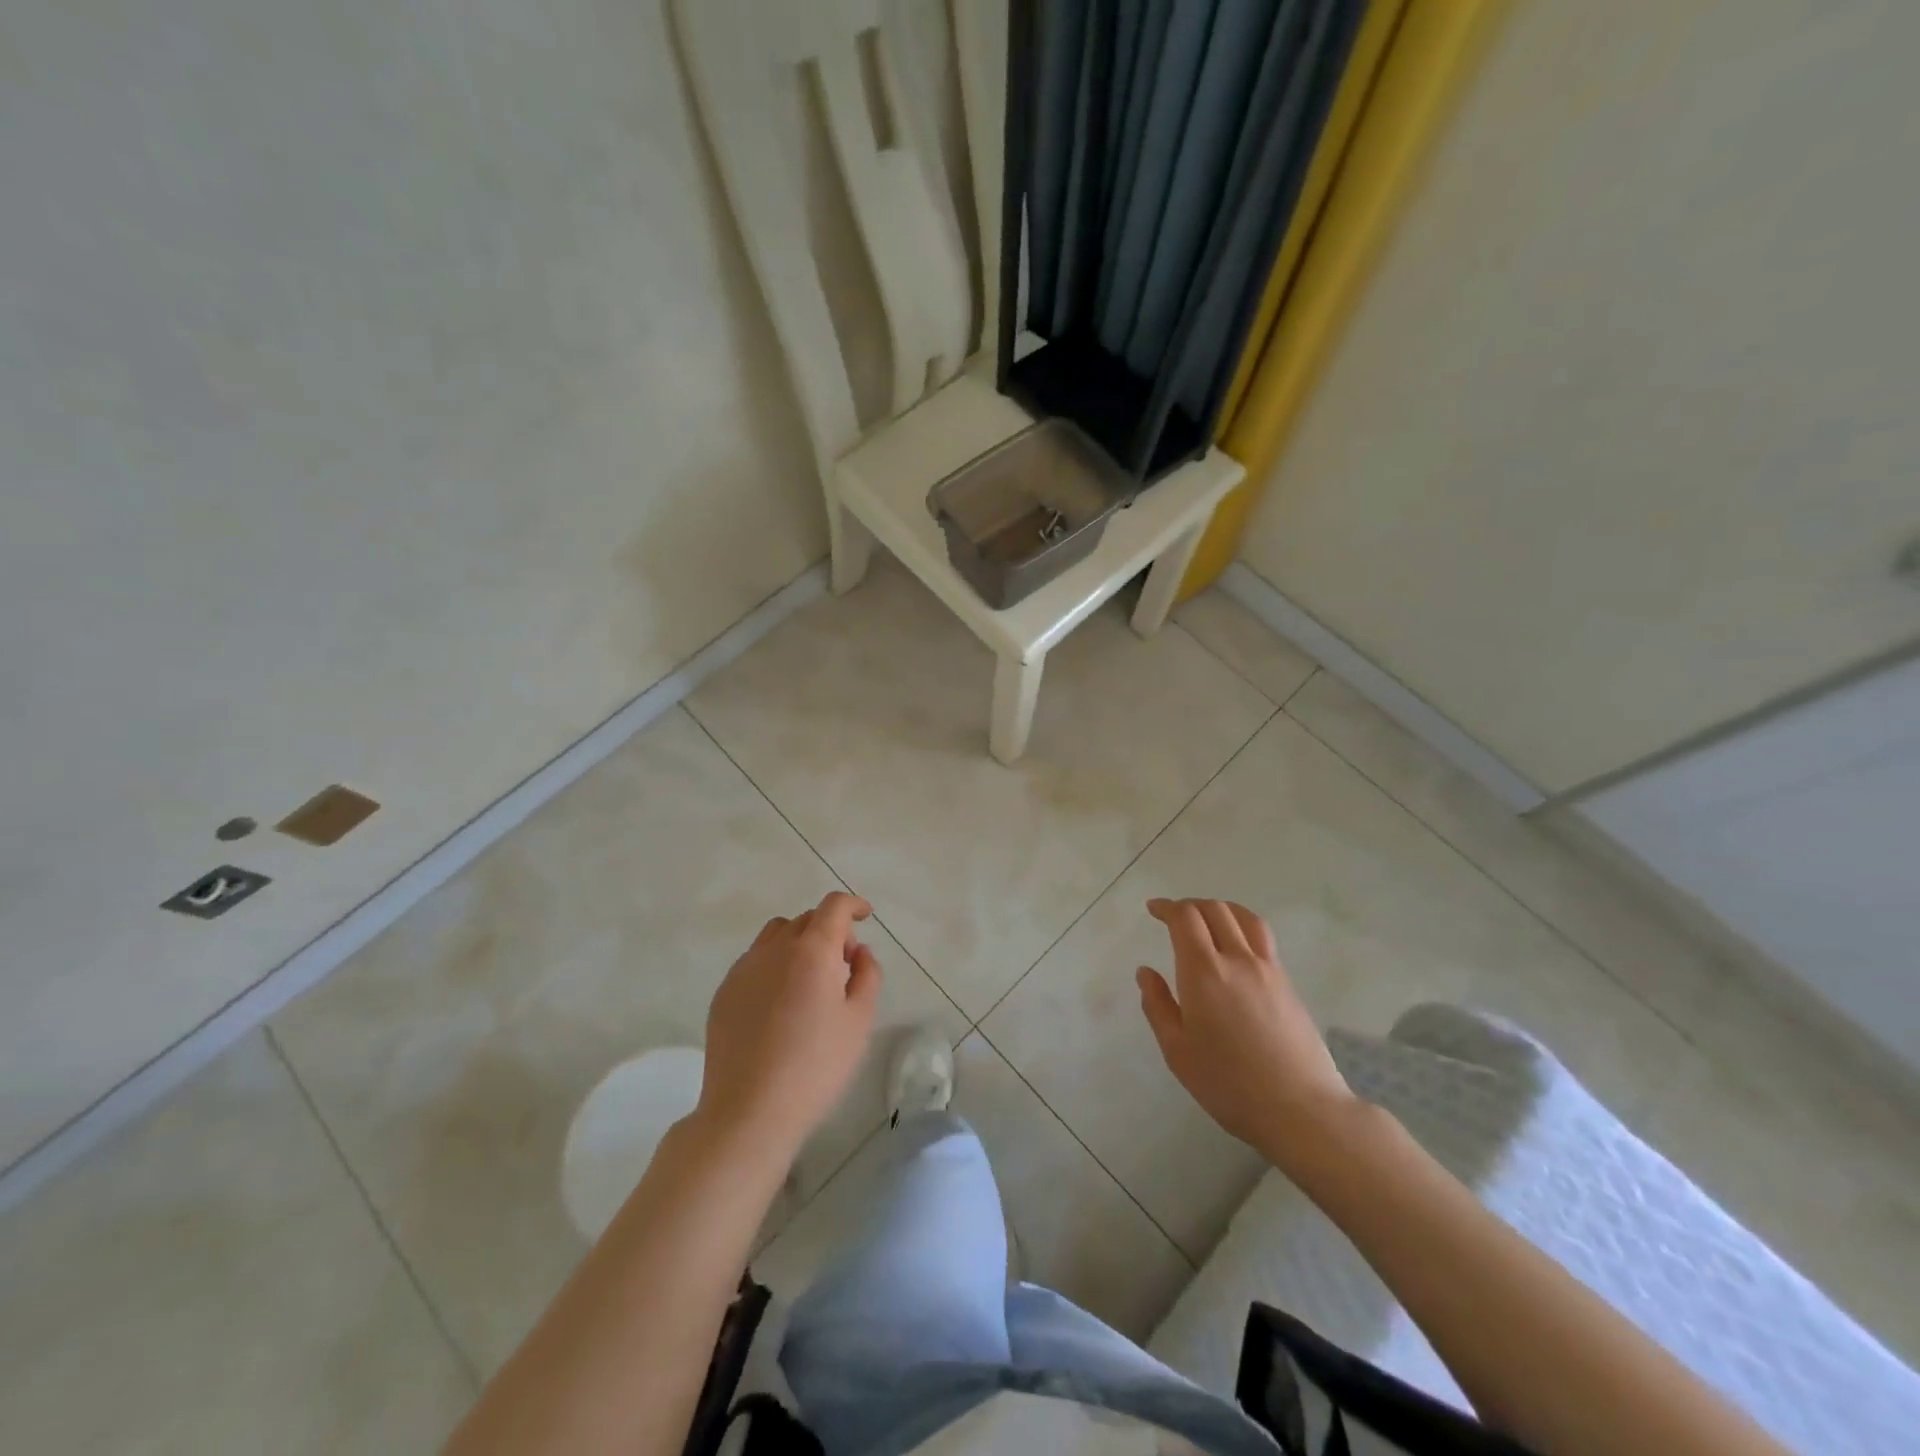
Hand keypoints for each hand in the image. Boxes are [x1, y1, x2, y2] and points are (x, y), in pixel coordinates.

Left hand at [696, 890, 881, 1165]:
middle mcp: (774, 949)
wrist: (749, 1112)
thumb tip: (859, 953)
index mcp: (812, 951)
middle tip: (843, 965)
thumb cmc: (816, 1067)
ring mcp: (744, 969)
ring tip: (810, 980)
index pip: (834, 906)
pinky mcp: (724, 992)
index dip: (853, 905)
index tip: (866, 916)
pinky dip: (774, 964)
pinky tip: (781, 1003)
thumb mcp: (860, 1022)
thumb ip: (867, 975)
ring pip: (776, 935)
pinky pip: (755, 960)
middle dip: (830, 930)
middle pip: (806, 918)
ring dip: (799, 942)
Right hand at [1137, 898, 1359, 1171]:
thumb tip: (1145, 972)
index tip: (1153, 909)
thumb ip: (1157, 1006)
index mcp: (1203, 972)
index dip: (1167, 907)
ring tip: (1206, 920)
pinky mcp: (1287, 982)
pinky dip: (1241, 926)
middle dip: (1189, 905)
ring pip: (1243, 917)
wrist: (1301, 1109)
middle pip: (1214, 910)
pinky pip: (1261, 937)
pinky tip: (1234, 946)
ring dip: (1219, 909)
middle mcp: (1236, 959)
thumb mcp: (1177, 1051)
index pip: (1185, 918)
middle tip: (1173, 916)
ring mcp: (1267, 968)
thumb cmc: (1229, 1084)